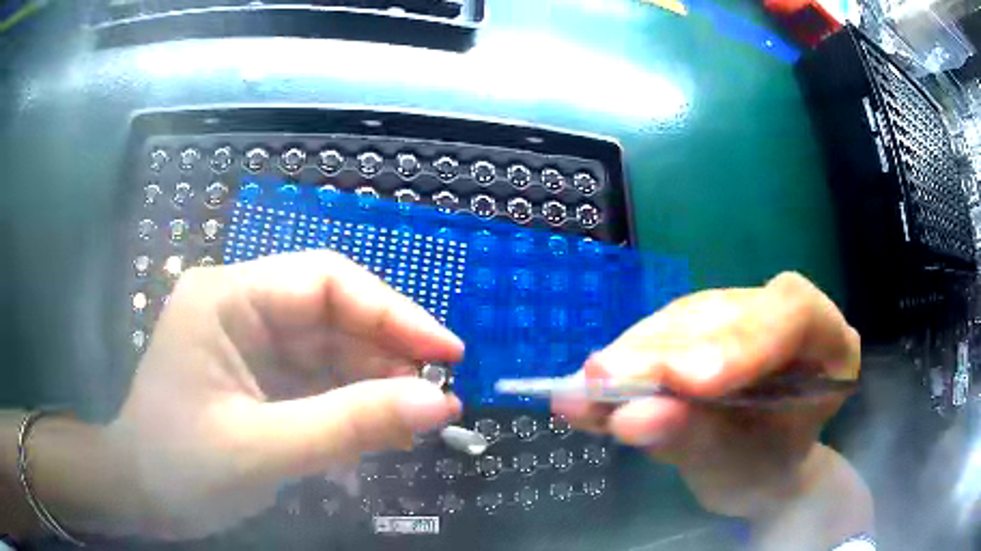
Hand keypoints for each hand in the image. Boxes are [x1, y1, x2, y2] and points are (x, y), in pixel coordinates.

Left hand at [103, 251, 463, 538]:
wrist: (141, 497)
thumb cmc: (181, 468)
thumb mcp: (263, 449)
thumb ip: (351, 426)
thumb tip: (440, 404)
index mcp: (227, 298)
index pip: (324, 281)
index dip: (392, 311)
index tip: (447, 353)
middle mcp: (240, 307)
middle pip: (332, 313)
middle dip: (388, 353)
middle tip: (440, 396)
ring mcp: (250, 344)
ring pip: (330, 350)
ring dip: (376, 384)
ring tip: (419, 420)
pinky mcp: (259, 379)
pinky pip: (318, 381)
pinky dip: (352, 406)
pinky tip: (380, 431)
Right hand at [553, 272, 861, 519]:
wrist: (760, 471)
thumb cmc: (765, 471)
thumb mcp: (742, 470)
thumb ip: (695, 440)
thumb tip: (628, 417)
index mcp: (829, 343)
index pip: (794, 313)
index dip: (740, 341)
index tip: (686, 382)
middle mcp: (785, 316)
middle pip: (727, 313)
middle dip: (666, 350)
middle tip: (606, 380)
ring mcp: (742, 315)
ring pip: (684, 318)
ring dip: (633, 355)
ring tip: (588, 389)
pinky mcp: (701, 327)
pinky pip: (659, 334)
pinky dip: (621, 363)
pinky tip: (583, 387)